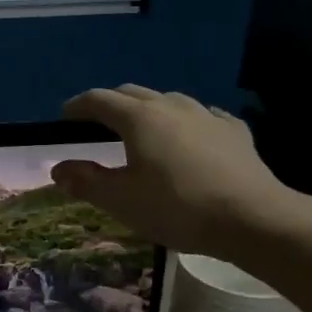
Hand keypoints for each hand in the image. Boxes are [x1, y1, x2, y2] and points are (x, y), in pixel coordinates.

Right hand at [51, 85, 295, 256]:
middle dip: (109, 104)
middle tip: (96, 124)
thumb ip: (86, 181)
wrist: (254, 218)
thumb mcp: (121, 200)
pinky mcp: (234, 131)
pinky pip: (202, 117)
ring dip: (147, 110)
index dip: (76, 106)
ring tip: (142, 130)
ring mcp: (206, 115)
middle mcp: (170, 106)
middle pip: (131, 93)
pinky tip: (189, 138)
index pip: (98, 100)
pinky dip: (185, 123)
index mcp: (138, 118)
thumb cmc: (177, 207)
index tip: (63, 119)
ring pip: (167, 101)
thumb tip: (57, 168)